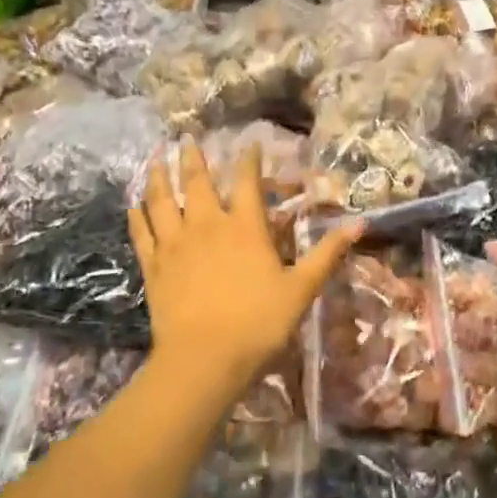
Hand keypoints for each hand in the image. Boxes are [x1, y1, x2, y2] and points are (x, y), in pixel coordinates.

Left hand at [130, 140, 359, 390]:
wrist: (204, 359)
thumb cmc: (259, 322)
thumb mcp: (302, 288)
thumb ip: (328, 253)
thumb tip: (361, 223)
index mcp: (245, 227)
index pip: (246, 182)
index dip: (249, 160)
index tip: (249, 143)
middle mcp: (207, 226)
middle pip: (196, 182)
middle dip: (192, 158)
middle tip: (186, 138)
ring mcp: (175, 245)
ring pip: (161, 200)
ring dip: (158, 176)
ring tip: (155, 157)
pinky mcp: (154, 267)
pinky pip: (142, 232)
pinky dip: (138, 214)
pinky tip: (135, 203)